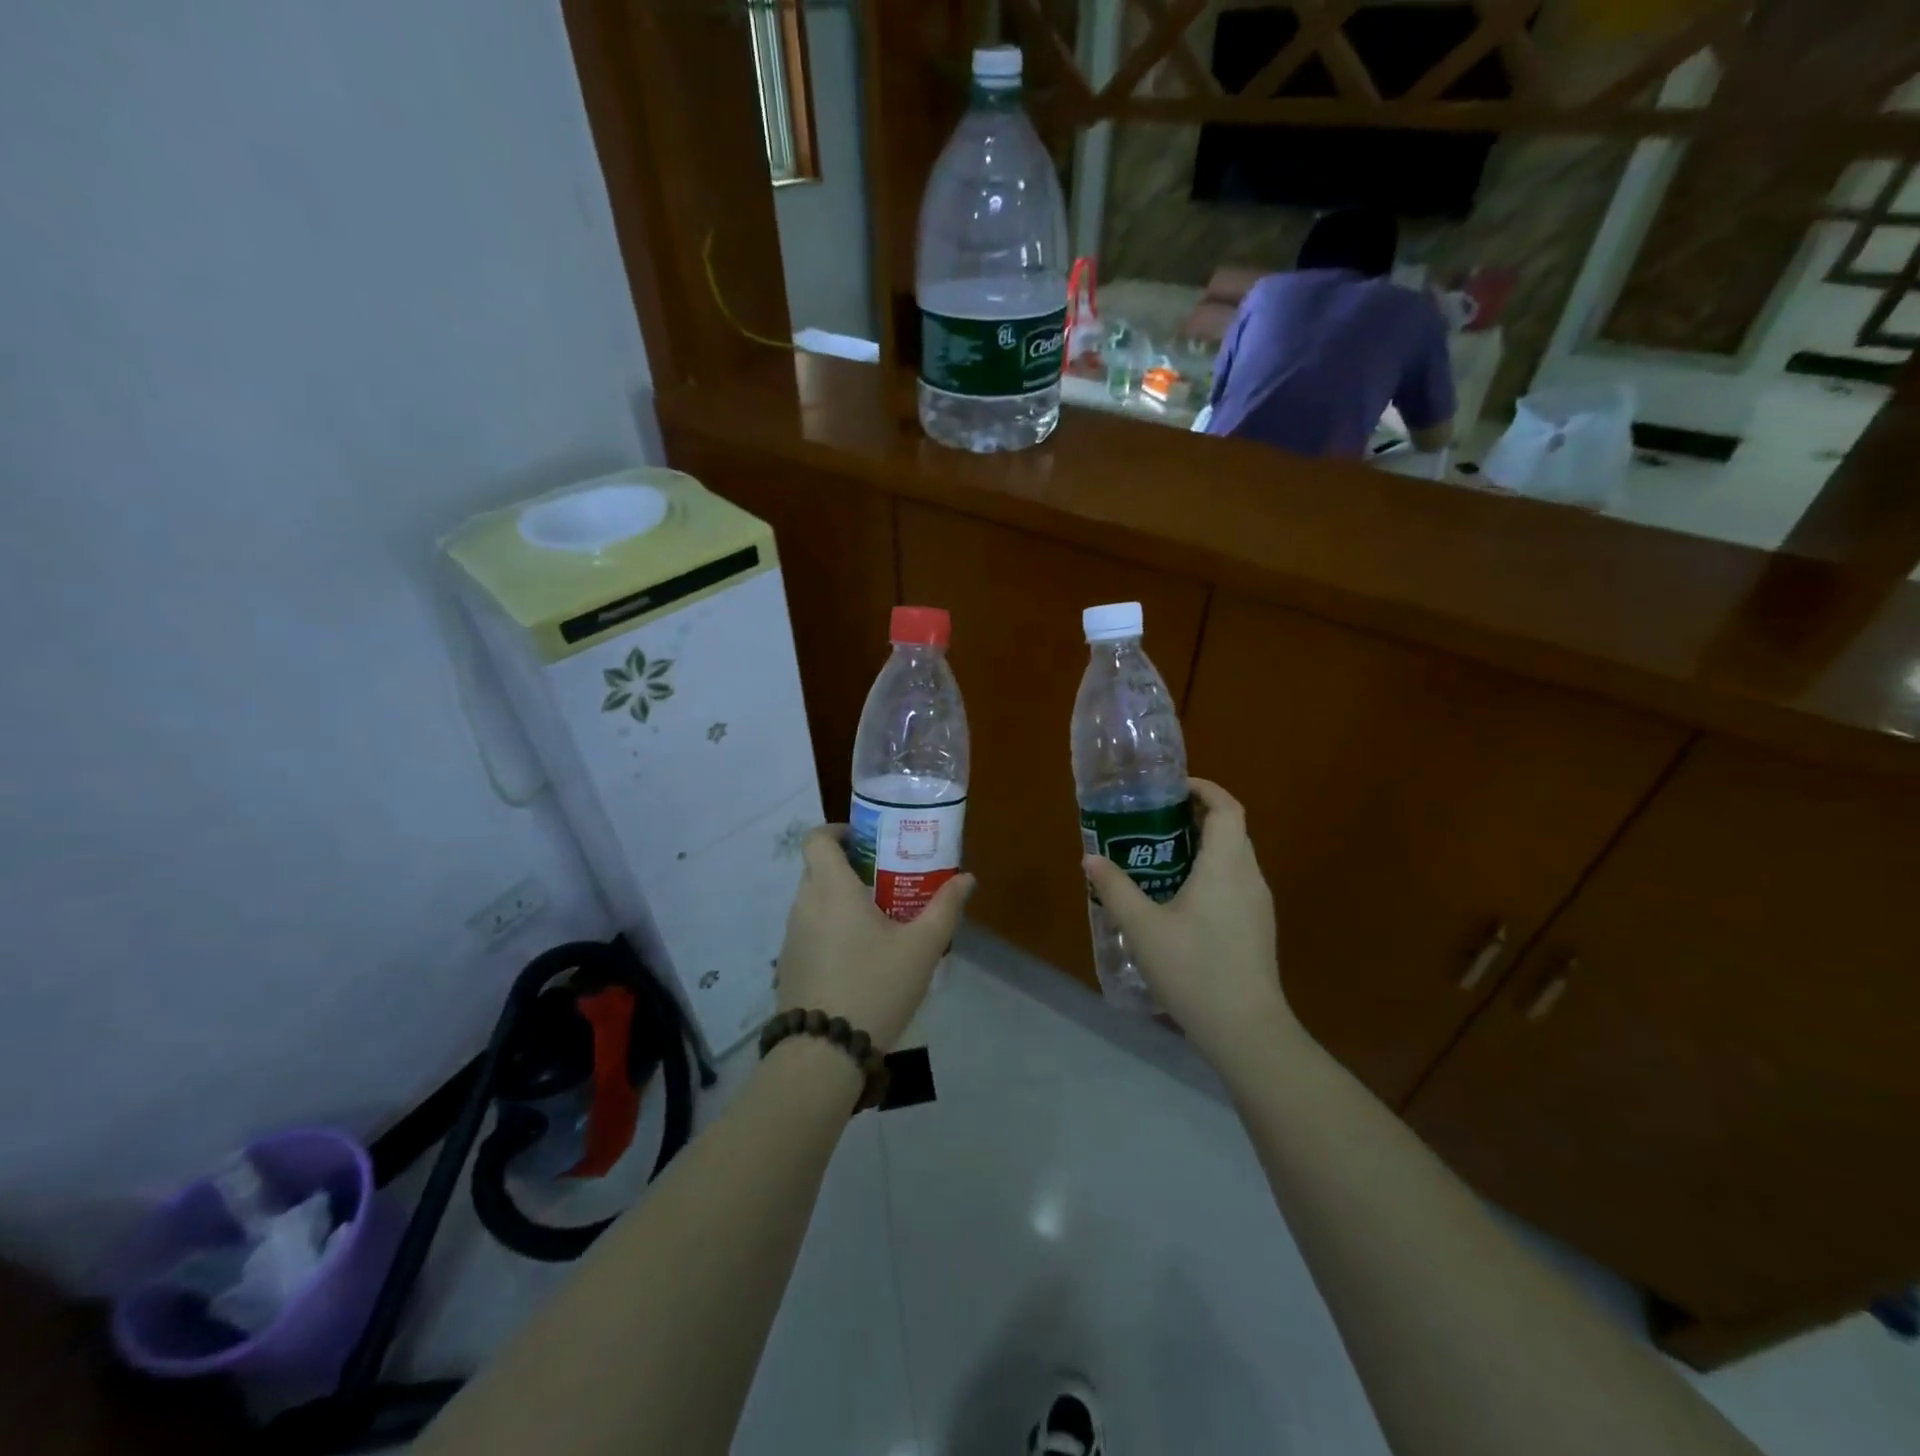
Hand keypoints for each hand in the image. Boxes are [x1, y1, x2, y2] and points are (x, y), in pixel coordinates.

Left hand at [775, 826, 974, 1050]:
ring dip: (841, 900)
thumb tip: (966, 878)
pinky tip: (860, 957)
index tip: (867, 840)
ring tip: (879, 919)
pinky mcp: (789, 964)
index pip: (817, 838)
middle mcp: (804, 904)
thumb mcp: (922, 947)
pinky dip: (831, 929)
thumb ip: (945, 907)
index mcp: (831, 888)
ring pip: (815, 901)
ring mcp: (792, 936)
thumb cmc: (876, 986)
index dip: (838, 831)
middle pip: (819, 868)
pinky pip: (810, 930)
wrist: (824, 1053)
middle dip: (851, 867)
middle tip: (887, 880)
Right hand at [1082, 779, 1294, 1069]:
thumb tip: (1091, 858)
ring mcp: (1259, 905)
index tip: (1172, 789)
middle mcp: (1249, 877)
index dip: (1204, 789)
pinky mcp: (1259, 929)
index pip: (1227, 807)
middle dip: (1197, 816)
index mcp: (1226, 865)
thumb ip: (1115, 888)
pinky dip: (1212, 873)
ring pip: (1235, 858)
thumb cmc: (1193, 969)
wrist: (1246, 1030)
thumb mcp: (1142, 927)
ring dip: (1204, 847)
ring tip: (1161, 857)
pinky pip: (1236, 883)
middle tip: (1156, 821)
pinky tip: (1181, 900)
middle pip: (1231, 829)